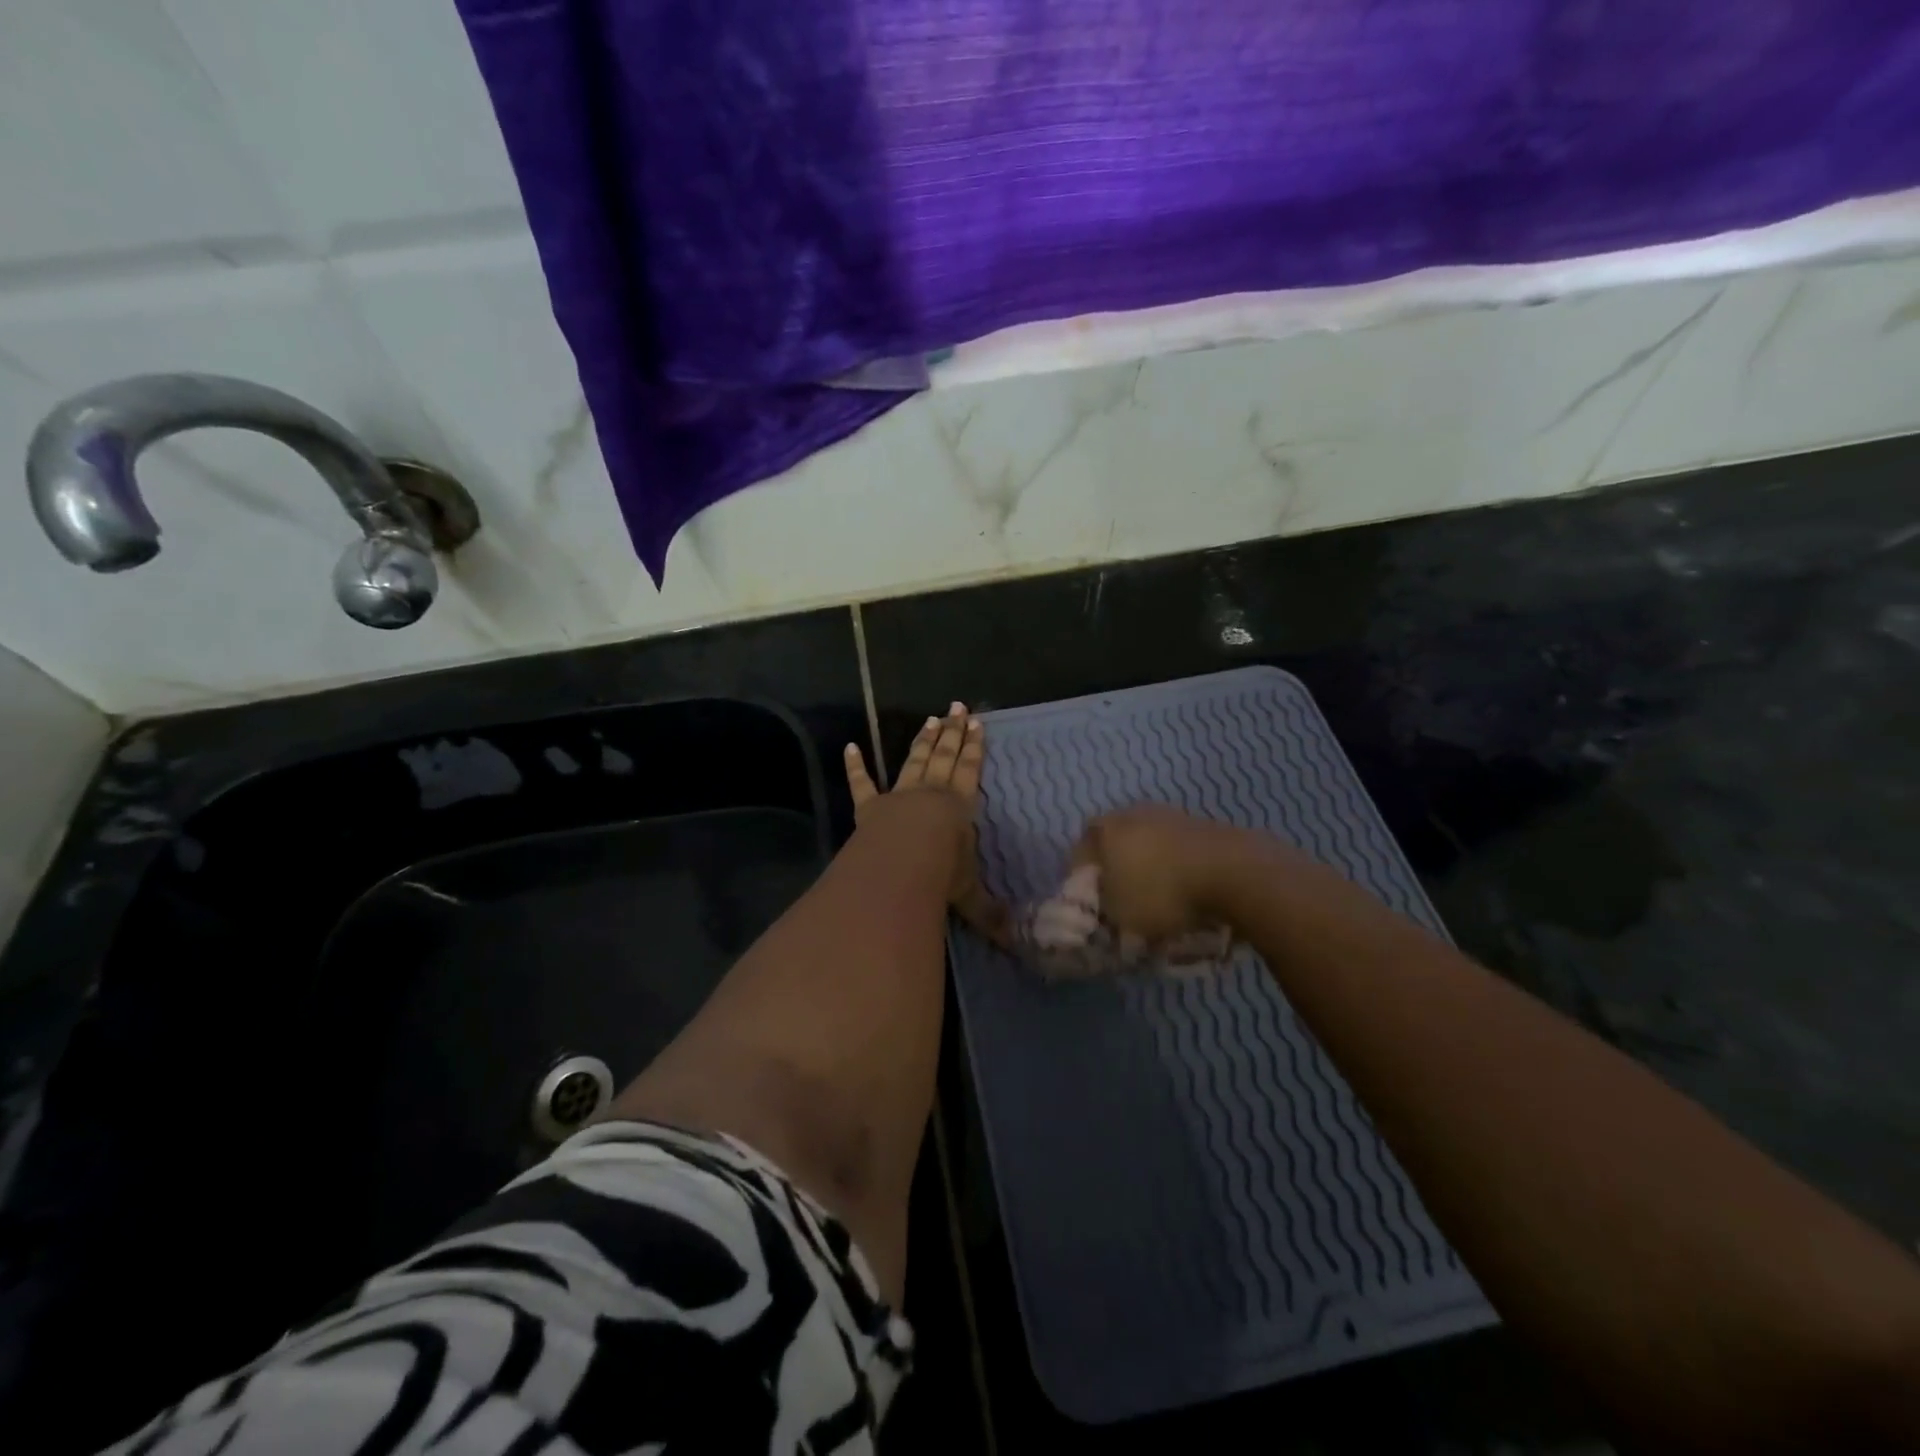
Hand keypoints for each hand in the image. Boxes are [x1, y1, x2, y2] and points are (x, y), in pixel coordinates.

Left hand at [844, 703, 1008, 941]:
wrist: (900, 868)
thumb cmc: (941, 876)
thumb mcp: (970, 896)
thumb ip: (990, 914)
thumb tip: (1017, 941)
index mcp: (958, 806)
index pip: (969, 770)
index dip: (974, 747)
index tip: (978, 723)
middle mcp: (929, 794)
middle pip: (943, 756)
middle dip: (952, 732)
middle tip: (957, 709)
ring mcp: (898, 797)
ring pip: (913, 761)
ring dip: (922, 741)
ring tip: (931, 719)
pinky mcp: (869, 808)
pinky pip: (861, 784)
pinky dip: (855, 766)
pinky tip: (850, 746)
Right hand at [1070, 805, 1262, 943]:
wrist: (1234, 873)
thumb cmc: (1162, 892)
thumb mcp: (1119, 914)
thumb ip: (1102, 908)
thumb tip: (1103, 904)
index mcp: (1106, 828)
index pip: (1081, 852)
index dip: (1083, 880)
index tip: (1093, 905)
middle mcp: (1134, 813)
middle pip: (1115, 844)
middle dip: (1117, 871)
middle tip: (1124, 901)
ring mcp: (1171, 815)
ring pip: (1149, 844)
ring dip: (1150, 868)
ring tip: (1160, 900)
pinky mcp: (1203, 825)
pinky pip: (1178, 850)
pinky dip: (1178, 868)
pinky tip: (1187, 891)